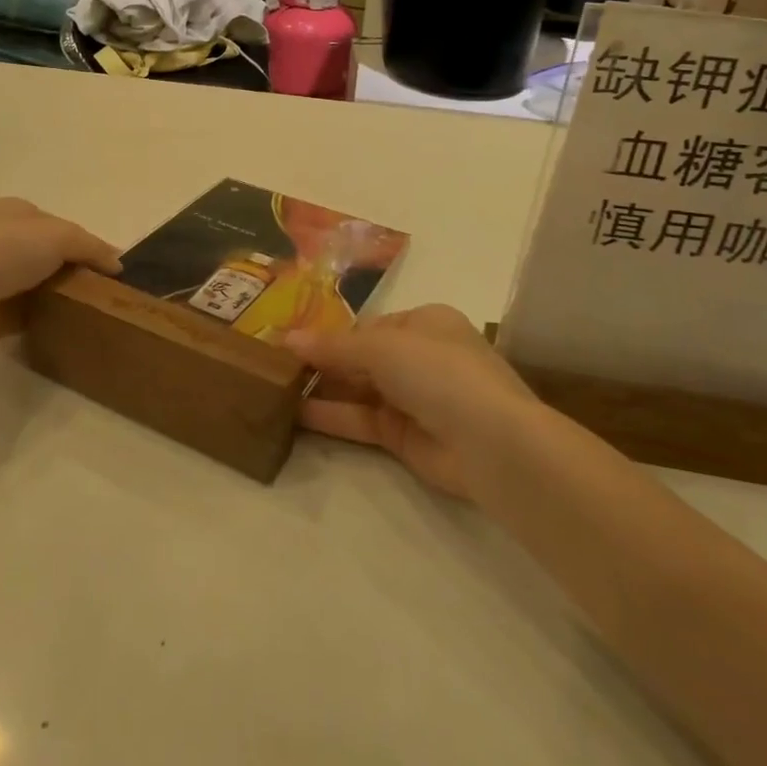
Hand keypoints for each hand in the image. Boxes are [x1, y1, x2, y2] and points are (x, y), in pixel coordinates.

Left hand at [0, 198, 121, 355]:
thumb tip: (117, 263)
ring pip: (37, 282)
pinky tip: (62, 326)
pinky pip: (24, 310)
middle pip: (48, 253)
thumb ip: (91, 246)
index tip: (109, 268)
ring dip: (58, 294)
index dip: (86, 243)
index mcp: (13, 211)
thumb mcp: (59, 236)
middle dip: (72, 269)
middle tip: (101, 291)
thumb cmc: (3, 252)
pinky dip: (42, 316)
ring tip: (88, 311)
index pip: (59, 224)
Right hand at [289, 305, 538, 498]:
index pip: (369, 326)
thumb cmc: (439, 372)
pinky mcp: (404, 438)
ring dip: (322, 389)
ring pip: (358, 390)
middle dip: (323, 362)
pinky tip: (295, 414)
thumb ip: (334, 346)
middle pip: (361, 358)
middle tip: (275, 366)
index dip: (332, 333)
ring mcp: (413, 399)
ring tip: (275, 389)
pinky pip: (361, 421)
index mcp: (424, 323)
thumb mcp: (382, 347)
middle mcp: (420, 358)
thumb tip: (287, 338)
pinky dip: (331, 417)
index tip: (291, 341)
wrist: (492, 442)